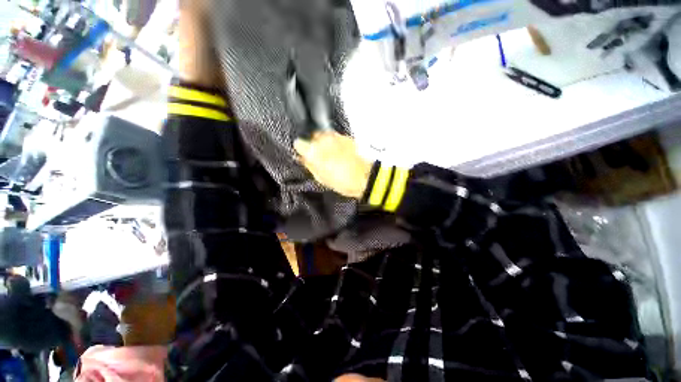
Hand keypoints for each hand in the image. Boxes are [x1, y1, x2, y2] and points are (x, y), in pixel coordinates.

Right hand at [294, 131, 372, 198]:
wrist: (367, 176)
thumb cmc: (343, 182)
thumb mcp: (322, 178)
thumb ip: (309, 166)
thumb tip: (301, 158)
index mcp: (314, 151)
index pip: (298, 144)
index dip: (300, 150)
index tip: (304, 156)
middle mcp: (323, 139)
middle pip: (312, 136)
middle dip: (312, 145)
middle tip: (318, 156)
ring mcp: (336, 136)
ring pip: (323, 135)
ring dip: (323, 142)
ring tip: (329, 154)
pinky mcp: (346, 137)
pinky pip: (334, 136)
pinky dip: (333, 142)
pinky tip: (338, 151)